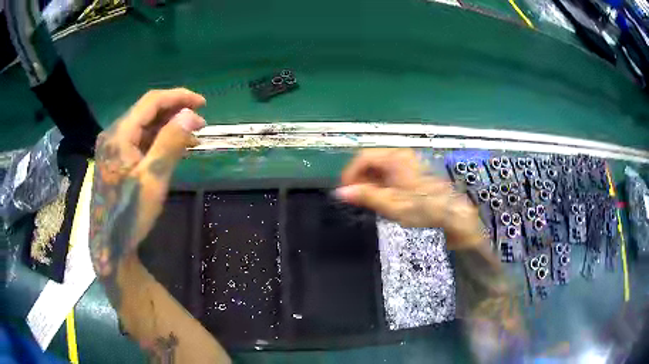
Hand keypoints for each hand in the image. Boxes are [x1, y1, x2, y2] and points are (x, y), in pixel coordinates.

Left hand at [90, 88, 205, 291]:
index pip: (151, 101)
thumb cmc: (130, 213)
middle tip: (200, 123)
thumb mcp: (153, 178)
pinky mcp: (116, 159)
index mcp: (119, 134)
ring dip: (168, 127)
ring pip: (144, 126)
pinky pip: (139, 141)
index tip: (202, 104)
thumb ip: (170, 142)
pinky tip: (172, 148)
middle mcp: (114, 135)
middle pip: (147, 111)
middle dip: (175, 112)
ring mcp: (113, 148)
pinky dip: (158, 141)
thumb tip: (191, 114)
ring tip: (192, 136)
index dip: (178, 97)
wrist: (110, 244)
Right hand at [336, 148, 483, 248]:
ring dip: (370, 184)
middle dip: (360, 179)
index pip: (363, 157)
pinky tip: (384, 201)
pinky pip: (390, 176)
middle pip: (372, 162)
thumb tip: (342, 192)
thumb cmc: (426, 210)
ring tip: (370, 203)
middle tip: (356, 199)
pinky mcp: (413, 176)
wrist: (455, 217)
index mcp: (396, 158)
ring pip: (380, 170)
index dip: (350, 173)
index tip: (345, 191)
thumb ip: (366, 196)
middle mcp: (402, 156)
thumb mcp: (393, 205)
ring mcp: (409, 166)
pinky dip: (382, 187)